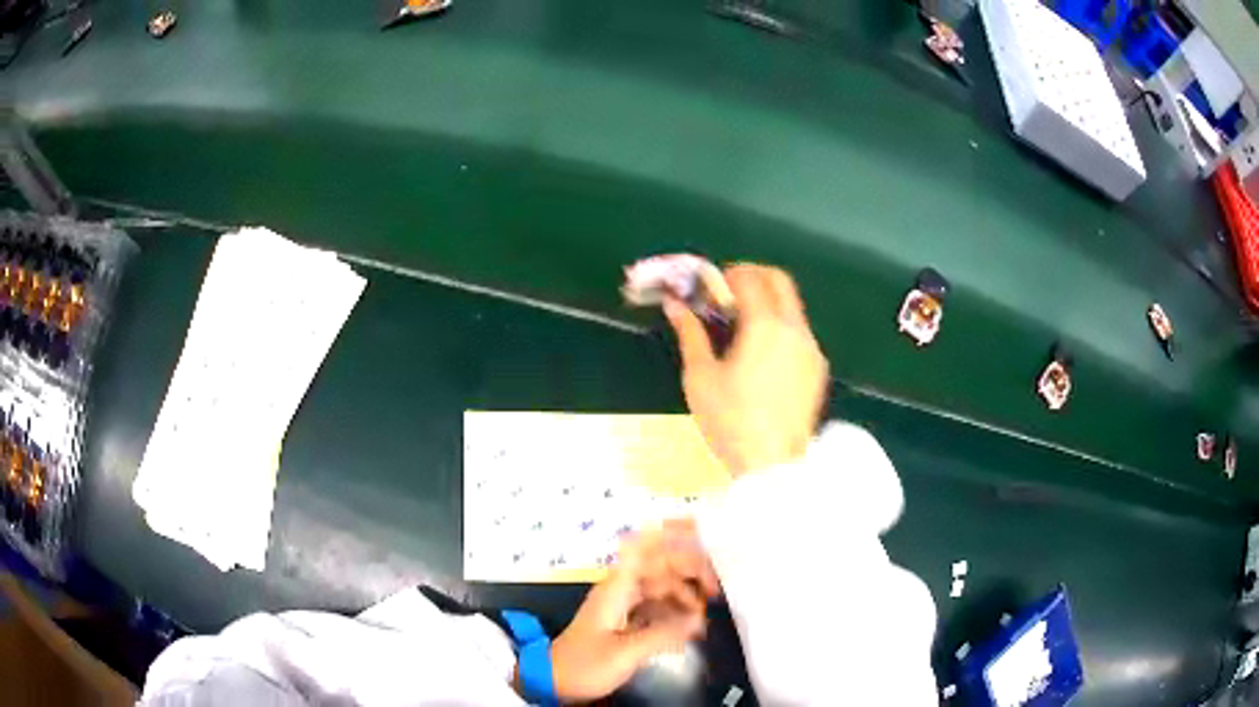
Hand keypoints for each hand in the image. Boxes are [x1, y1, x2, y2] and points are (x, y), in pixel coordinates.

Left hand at [548, 521, 720, 702]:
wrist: (554, 682)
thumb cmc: (585, 665)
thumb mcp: (625, 653)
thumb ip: (663, 634)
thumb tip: (699, 619)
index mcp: (616, 588)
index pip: (643, 546)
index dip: (668, 531)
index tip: (698, 526)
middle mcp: (620, 590)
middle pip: (659, 568)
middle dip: (689, 571)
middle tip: (716, 589)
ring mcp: (622, 606)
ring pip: (660, 589)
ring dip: (684, 596)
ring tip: (704, 617)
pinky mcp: (624, 623)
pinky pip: (656, 608)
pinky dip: (674, 613)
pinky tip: (690, 628)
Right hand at [665, 264, 828, 475]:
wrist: (772, 465)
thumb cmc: (730, 422)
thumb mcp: (700, 377)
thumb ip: (690, 334)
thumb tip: (675, 305)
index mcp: (765, 326)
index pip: (749, 278)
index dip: (725, 275)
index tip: (707, 287)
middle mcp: (795, 330)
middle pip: (779, 280)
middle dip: (752, 276)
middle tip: (726, 293)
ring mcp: (811, 349)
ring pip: (792, 306)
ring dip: (768, 301)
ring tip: (740, 326)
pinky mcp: (818, 369)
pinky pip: (799, 332)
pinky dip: (780, 326)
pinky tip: (761, 354)